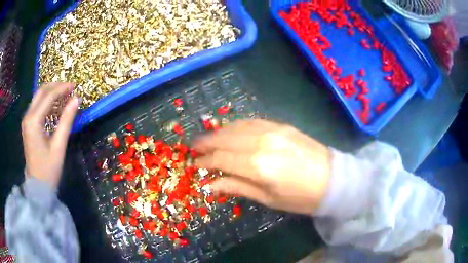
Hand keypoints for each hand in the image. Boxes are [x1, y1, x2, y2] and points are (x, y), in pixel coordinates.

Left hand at [21, 83, 79, 187]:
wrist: (38, 187)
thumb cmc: (48, 170)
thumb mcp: (59, 146)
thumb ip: (66, 121)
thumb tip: (76, 100)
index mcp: (34, 121)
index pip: (49, 96)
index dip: (62, 88)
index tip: (75, 86)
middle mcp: (28, 116)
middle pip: (41, 92)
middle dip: (56, 87)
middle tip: (70, 89)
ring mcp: (26, 120)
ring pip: (39, 98)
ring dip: (52, 94)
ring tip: (65, 99)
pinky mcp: (27, 125)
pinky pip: (37, 107)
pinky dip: (47, 104)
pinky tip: (56, 110)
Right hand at [193, 119, 330, 214]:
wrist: (333, 179)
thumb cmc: (301, 197)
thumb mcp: (268, 199)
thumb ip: (238, 187)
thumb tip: (211, 184)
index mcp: (258, 166)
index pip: (222, 159)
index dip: (205, 161)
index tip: (195, 164)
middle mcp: (262, 143)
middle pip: (225, 139)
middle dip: (206, 142)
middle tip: (193, 146)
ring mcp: (273, 130)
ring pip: (237, 126)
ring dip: (219, 132)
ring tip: (208, 138)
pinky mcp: (281, 125)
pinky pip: (252, 122)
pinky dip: (236, 125)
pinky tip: (230, 130)